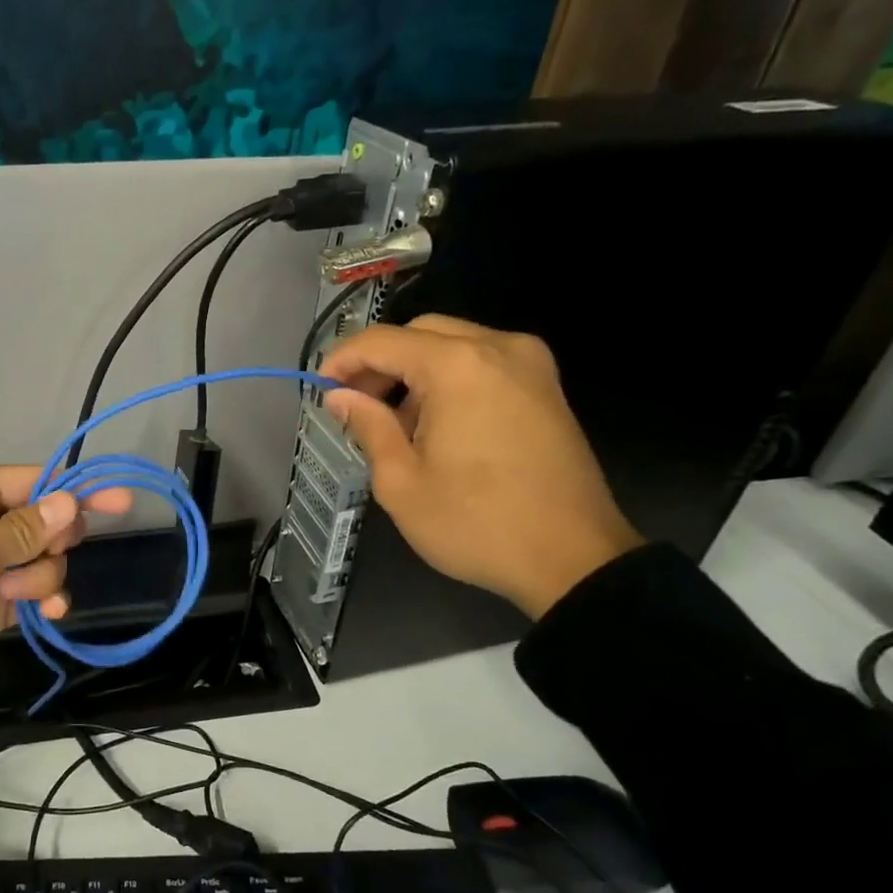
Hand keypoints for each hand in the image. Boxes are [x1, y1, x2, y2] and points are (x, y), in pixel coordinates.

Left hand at [0, 465, 130, 700]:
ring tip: (12, 596)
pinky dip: (47, 598)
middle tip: (33, 561)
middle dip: (53, 540)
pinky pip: (36, 591)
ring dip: (43, 576)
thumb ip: (18, 532)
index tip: (122, 501)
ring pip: (46, 558)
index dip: (78, 490)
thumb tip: (71, 502)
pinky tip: (48, 612)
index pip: (35, 481)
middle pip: (47, 520)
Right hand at [321, 315, 641, 618]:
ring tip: (392, 422)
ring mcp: (531, 365)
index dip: (342, 360)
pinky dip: (448, 379)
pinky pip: (483, 363)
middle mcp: (498, 348)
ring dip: (414, 371)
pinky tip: (435, 423)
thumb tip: (340, 397)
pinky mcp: (546, 388)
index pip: (382, 341)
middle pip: (421, 332)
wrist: (573, 560)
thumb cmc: (475, 523)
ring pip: (453, 344)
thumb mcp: (401, 481)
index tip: (318, 388)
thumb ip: (367, 426)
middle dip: (379, 362)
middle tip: (353, 404)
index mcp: (458, 366)